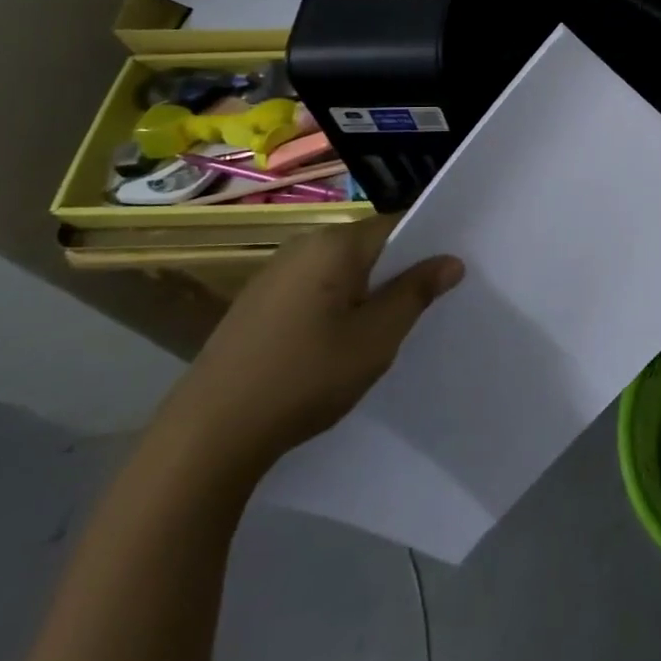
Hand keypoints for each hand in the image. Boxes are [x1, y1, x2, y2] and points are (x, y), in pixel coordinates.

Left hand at [156, 215, 462, 474]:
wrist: (208, 435)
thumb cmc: (306, 376)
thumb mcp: (377, 337)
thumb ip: (416, 293)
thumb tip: (450, 260)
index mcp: (334, 245)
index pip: (397, 225)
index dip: (428, 247)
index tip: (452, 274)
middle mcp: (302, 247)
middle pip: (368, 247)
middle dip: (399, 272)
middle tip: (426, 307)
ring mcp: (274, 276)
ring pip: (341, 272)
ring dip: (367, 293)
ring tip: (387, 330)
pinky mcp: (256, 305)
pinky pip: (314, 291)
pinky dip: (336, 307)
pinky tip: (339, 345)